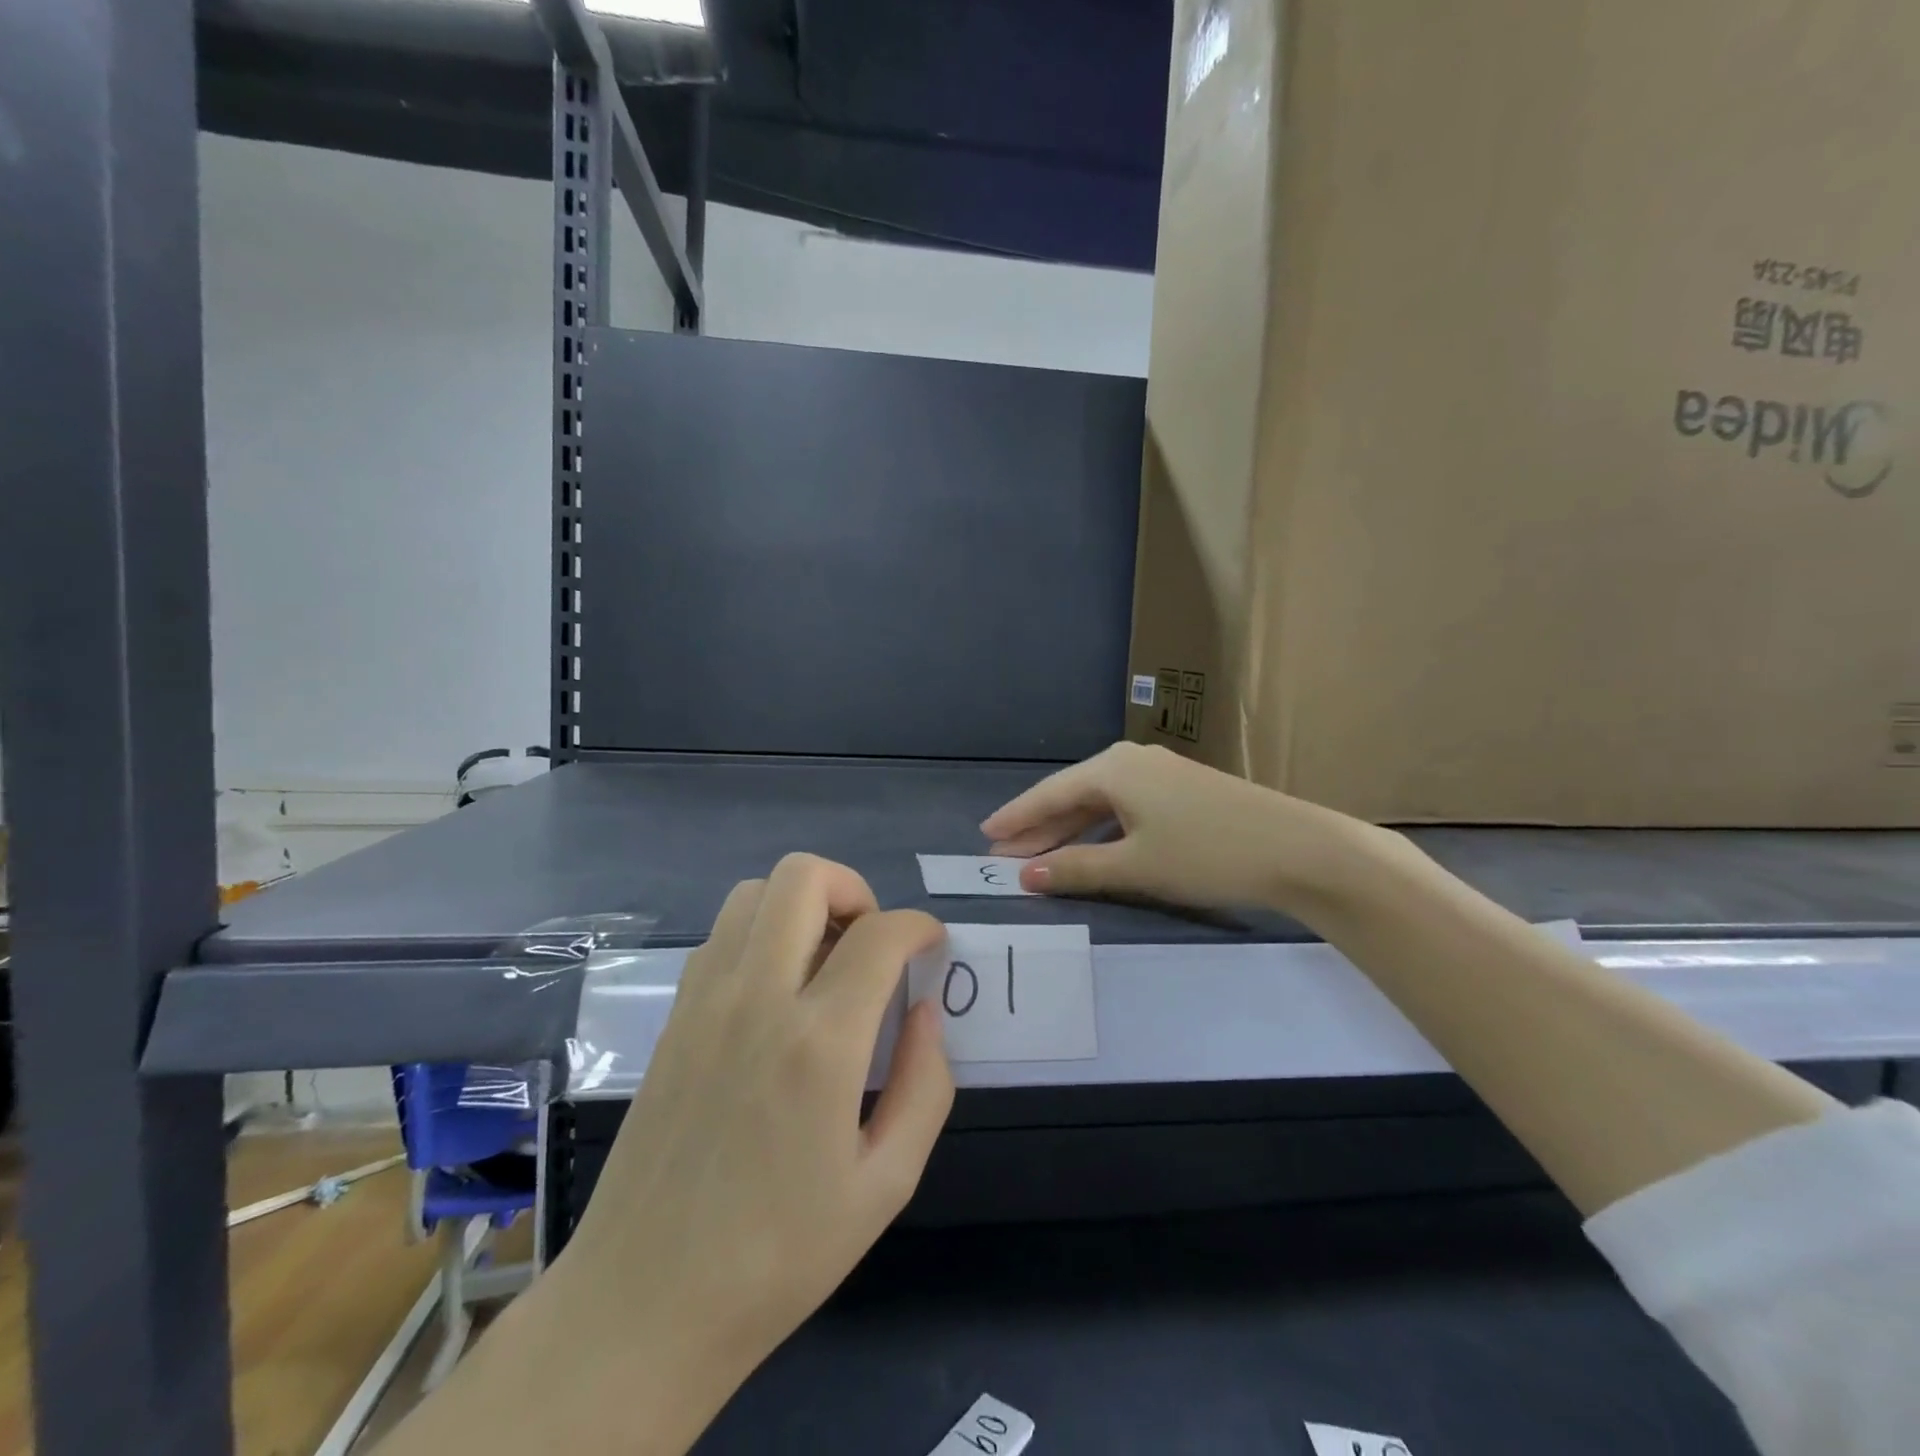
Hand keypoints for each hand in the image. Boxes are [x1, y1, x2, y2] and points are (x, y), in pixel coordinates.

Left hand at [560, 854, 952, 1399]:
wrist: (644, 1305)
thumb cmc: (779, 1256)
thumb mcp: (886, 1184)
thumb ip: (925, 1085)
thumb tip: (924, 1011)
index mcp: (819, 1043)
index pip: (880, 934)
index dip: (918, 926)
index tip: (930, 945)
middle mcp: (757, 999)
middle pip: (804, 877)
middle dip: (854, 889)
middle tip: (872, 943)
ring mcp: (705, 1001)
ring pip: (755, 892)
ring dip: (801, 905)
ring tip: (825, 961)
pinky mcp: (674, 1016)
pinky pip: (722, 935)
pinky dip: (761, 932)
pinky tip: (776, 990)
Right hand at [982, 741, 1375, 912]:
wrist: (1298, 848)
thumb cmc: (1206, 853)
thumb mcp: (1135, 866)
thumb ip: (1075, 868)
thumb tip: (1025, 876)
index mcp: (1113, 769)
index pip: (1049, 794)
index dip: (1016, 818)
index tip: (985, 837)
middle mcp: (1131, 761)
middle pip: (1072, 796)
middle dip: (1038, 828)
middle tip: (1004, 856)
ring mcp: (1159, 773)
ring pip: (1099, 803)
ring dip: (1069, 832)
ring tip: (1038, 858)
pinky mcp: (1181, 790)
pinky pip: (1124, 807)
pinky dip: (1100, 830)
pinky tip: (1092, 849)